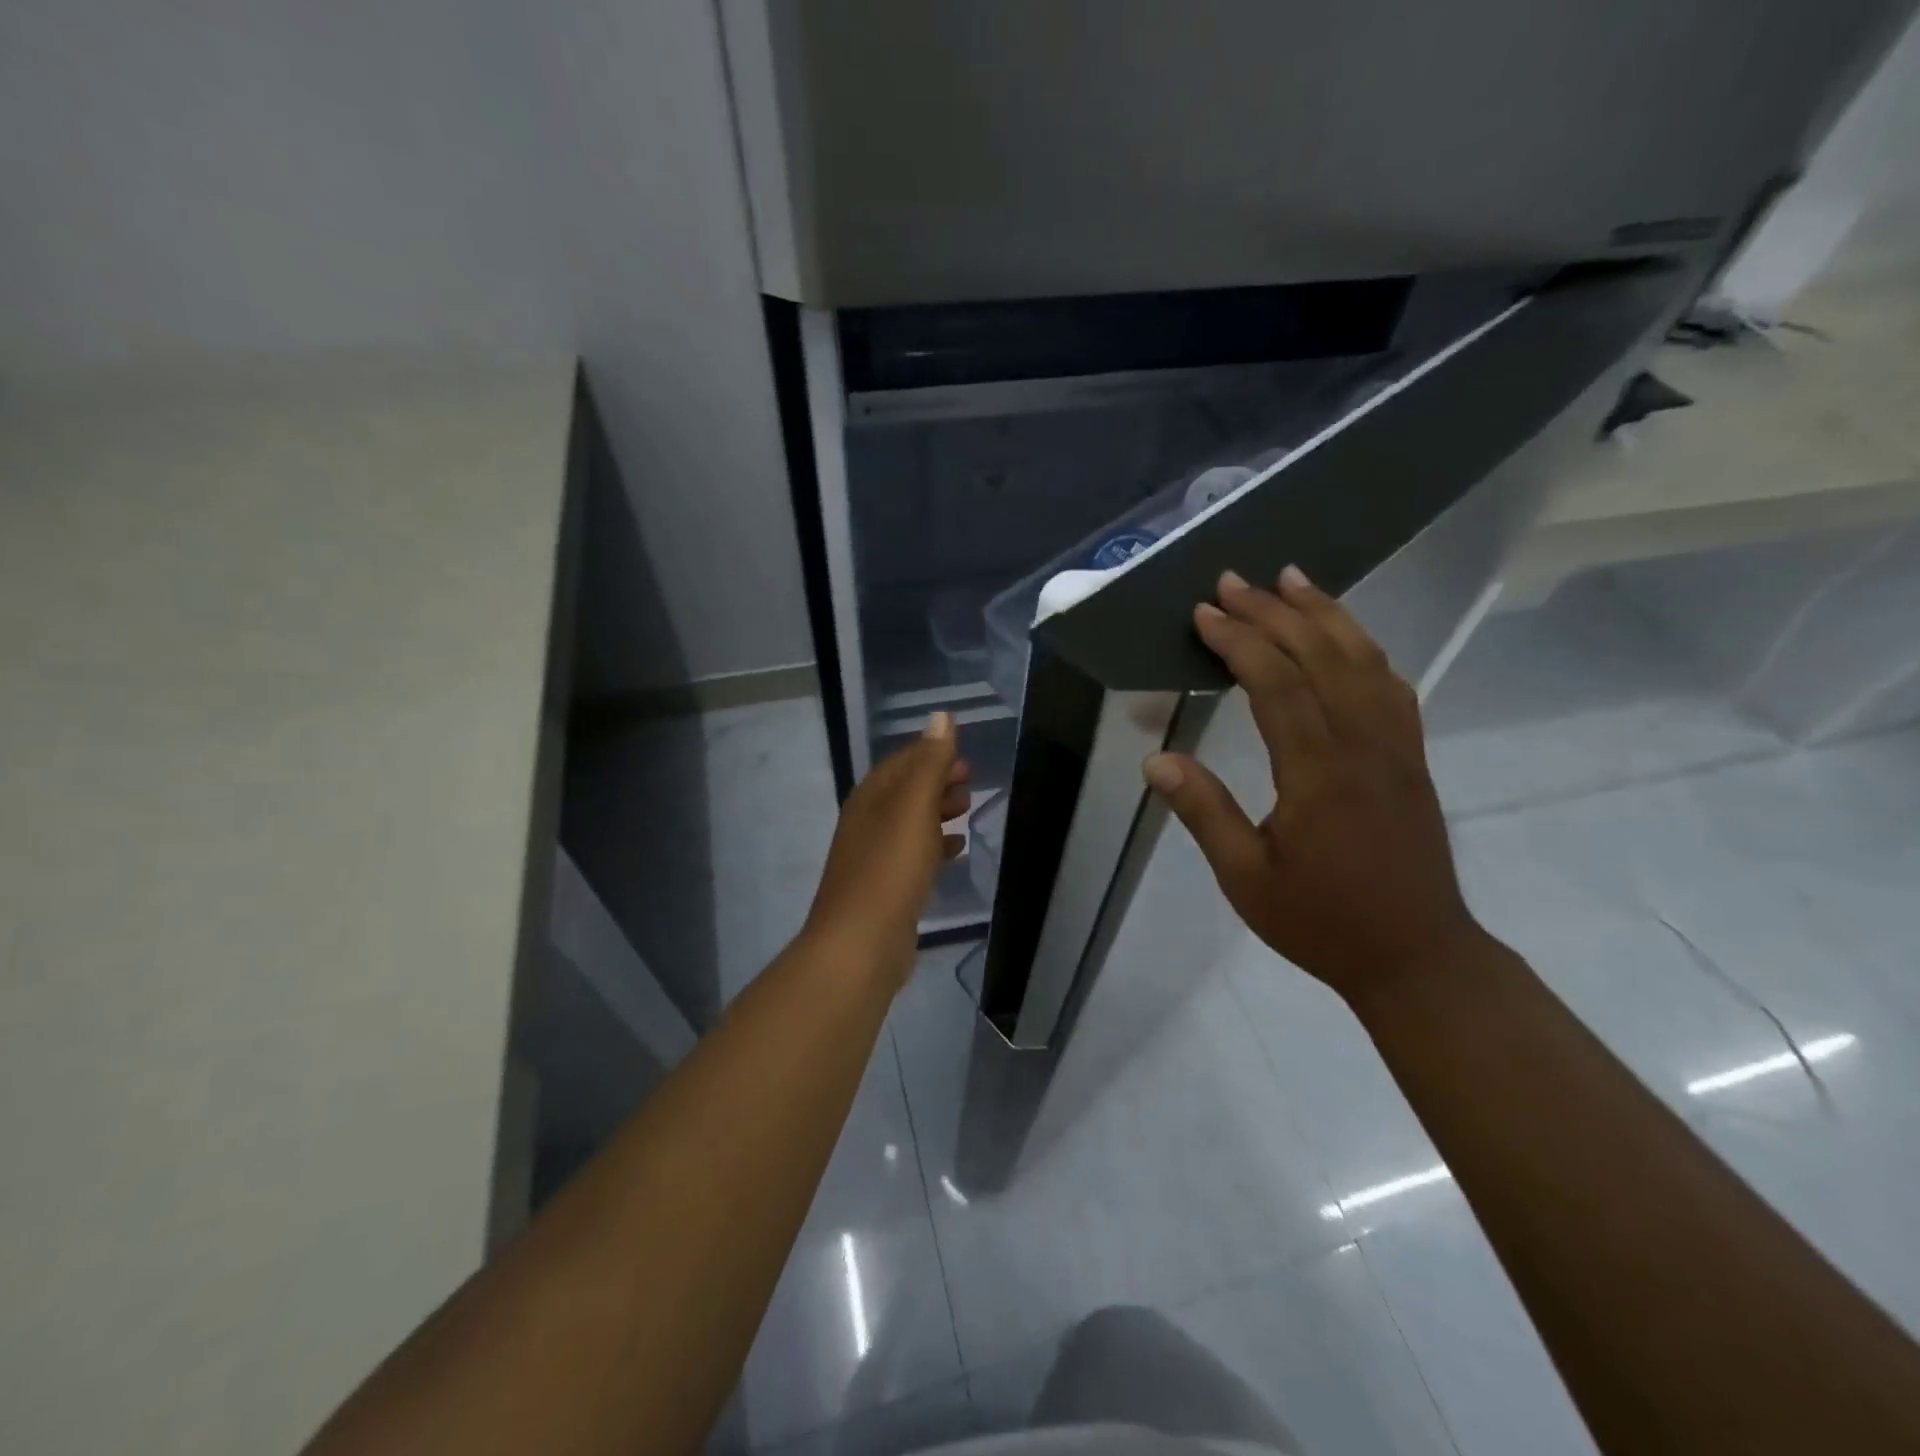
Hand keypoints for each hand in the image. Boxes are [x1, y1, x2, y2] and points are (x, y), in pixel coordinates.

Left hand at [803, 712, 969, 989]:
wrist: (860, 943)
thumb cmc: (890, 868)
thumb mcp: (914, 807)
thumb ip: (929, 762)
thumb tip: (941, 716)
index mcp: (871, 797)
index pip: (903, 761)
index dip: (933, 753)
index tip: (965, 758)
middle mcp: (868, 821)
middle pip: (906, 790)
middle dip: (938, 781)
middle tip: (971, 783)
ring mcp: (875, 856)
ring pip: (911, 822)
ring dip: (938, 811)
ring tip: (967, 809)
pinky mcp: (887, 887)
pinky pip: (914, 854)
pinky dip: (935, 845)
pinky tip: (955, 849)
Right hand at [1143, 566, 1484, 1004]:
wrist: (1417, 956)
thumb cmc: (1322, 921)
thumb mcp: (1246, 878)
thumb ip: (1204, 812)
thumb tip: (1156, 760)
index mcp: (1319, 773)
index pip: (1277, 684)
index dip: (1240, 642)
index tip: (1204, 614)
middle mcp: (1364, 746)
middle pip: (1321, 656)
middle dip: (1274, 612)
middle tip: (1234, 580)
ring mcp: (1396, 748)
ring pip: (1364, 660)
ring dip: (1325, 613)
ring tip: (1292, 579)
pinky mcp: (1411, 757)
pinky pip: (1391, 686)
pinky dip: (1363, 647)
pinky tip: (1344, 637)